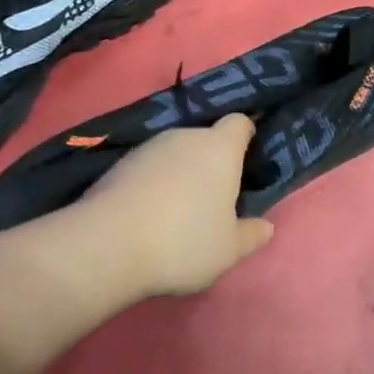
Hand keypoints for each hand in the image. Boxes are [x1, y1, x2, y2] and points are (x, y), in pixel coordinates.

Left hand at [72, 115, 275, 296]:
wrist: (107, 244)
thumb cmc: (183, 241)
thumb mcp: (227, 250)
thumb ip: (250, 235)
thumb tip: (267, 227)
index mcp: (220, 148)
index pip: (239, 123)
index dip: (245, 136)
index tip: (247, 159)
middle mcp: (186, 136)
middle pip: (206, 138)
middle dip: (211, 161)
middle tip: (214, 197)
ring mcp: (149, 147)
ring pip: (175, 152)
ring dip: (180, 172)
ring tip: (177, 210)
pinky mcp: (120, 163)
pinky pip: (148, 167)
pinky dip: (153, 182)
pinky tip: (148, 214)